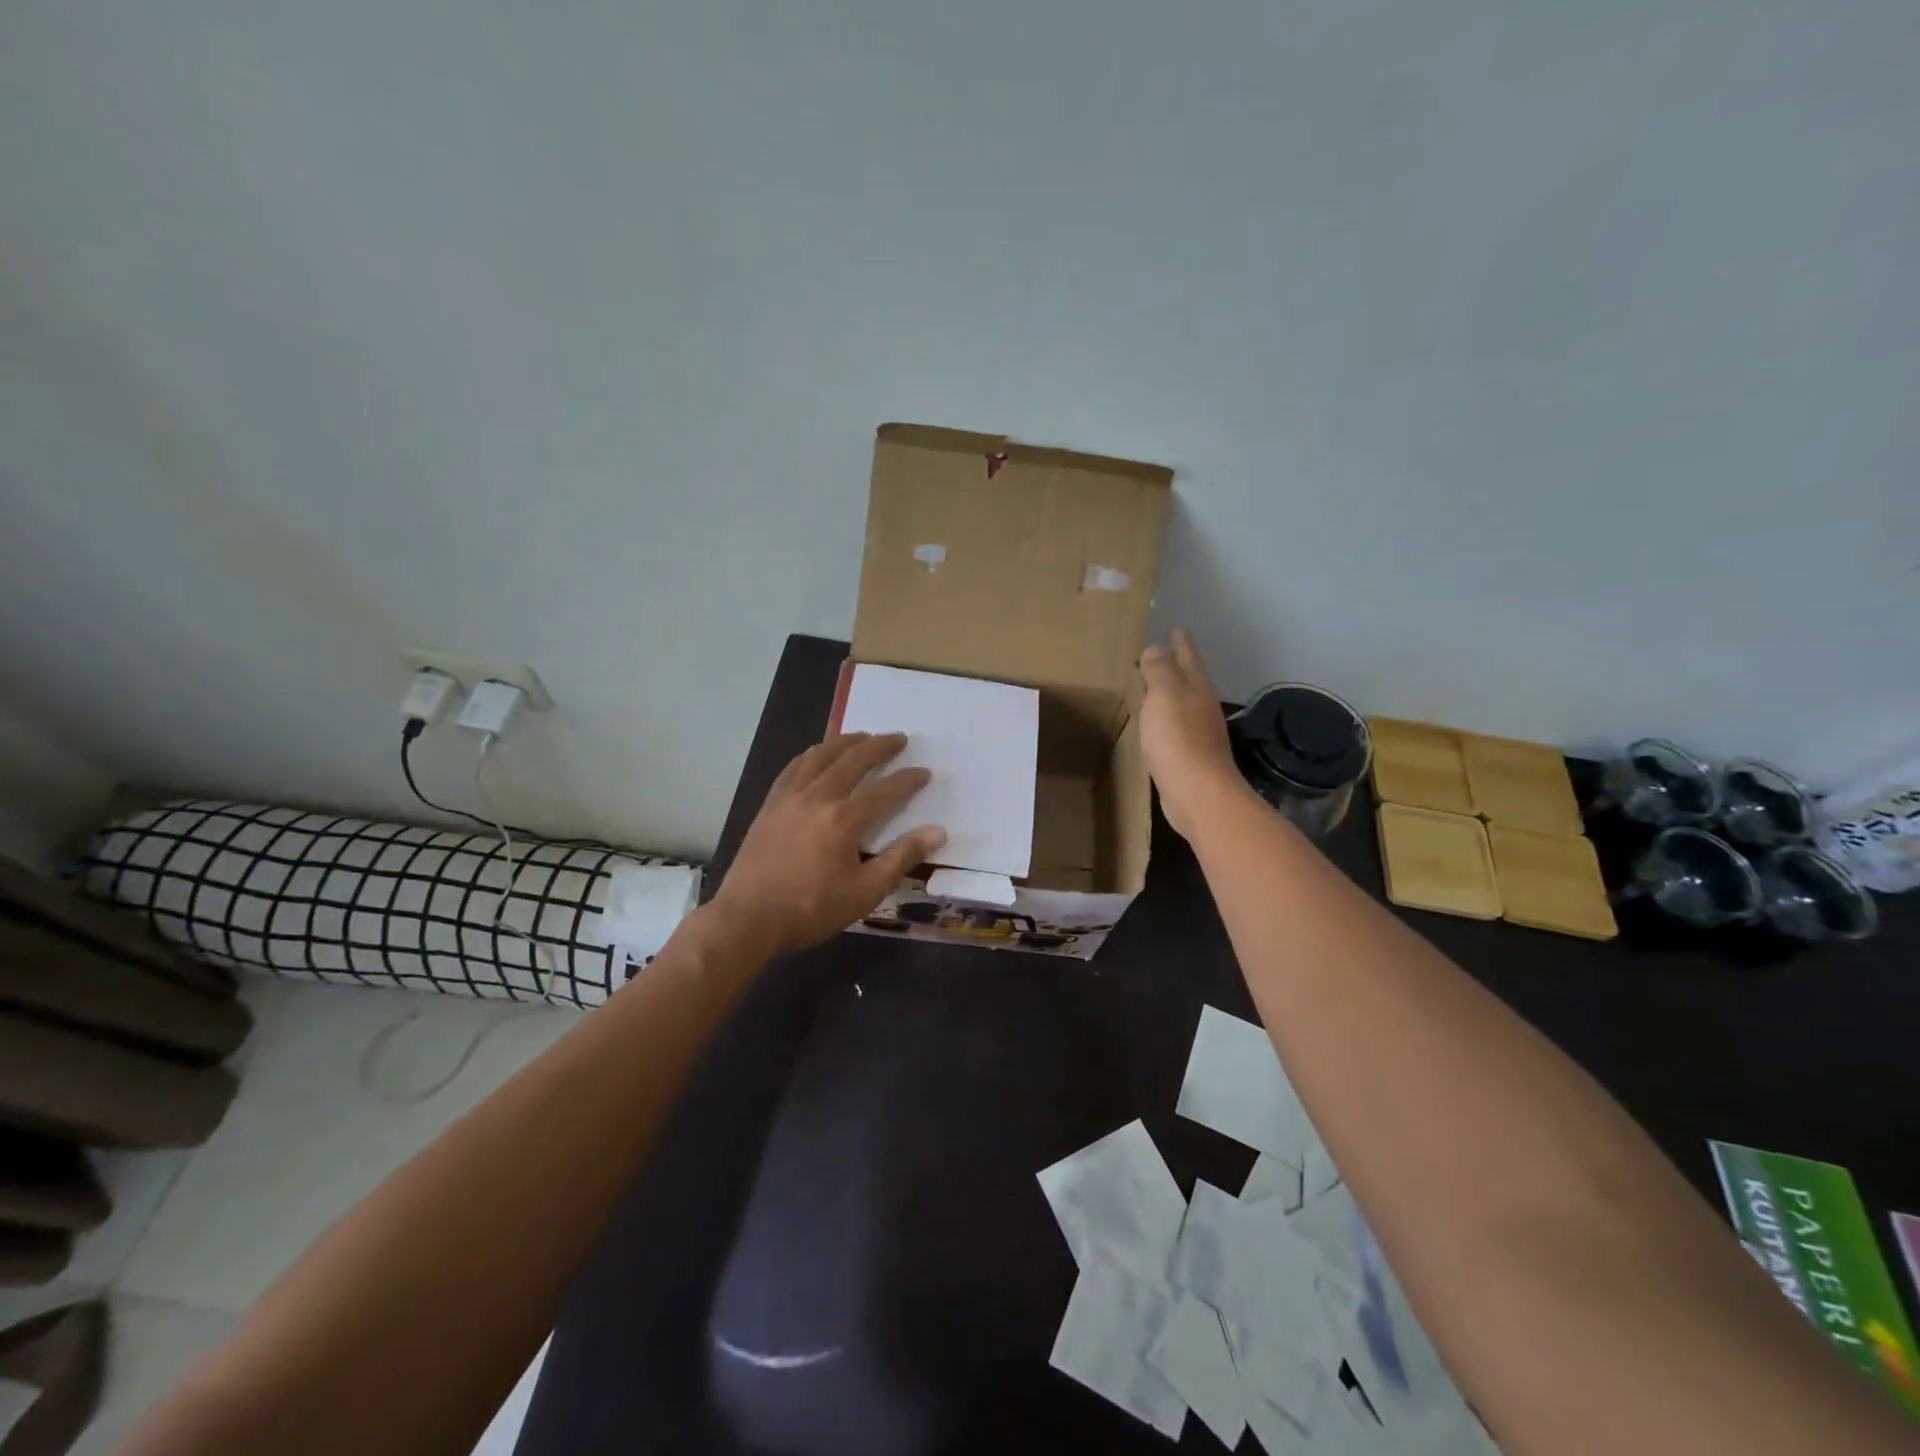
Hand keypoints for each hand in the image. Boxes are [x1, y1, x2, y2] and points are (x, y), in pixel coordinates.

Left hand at [710, 732, 946, 957]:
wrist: (747, 919)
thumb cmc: (810, 910)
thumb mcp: (865, 892)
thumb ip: (902, 858)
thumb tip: (937, 832)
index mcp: (844, 819)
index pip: (885, 790)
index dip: (908, 780)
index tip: (925, 772)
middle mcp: (817, 796)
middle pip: (853, 759)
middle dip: (879, 746)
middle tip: (898, 737)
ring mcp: (789, 796)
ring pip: (820, 755)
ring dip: (845, 741)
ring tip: (862, 736)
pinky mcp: (770, 804)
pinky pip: (794, 766)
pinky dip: (813, 754)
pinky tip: (818, 754)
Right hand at [1139, 629, 1250, 840]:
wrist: (1197, 792)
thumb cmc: (1178, 738)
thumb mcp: (1164, 694)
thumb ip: (1159, 670)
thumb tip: (1156, 650)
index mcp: (1196, 686)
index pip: (1187, 656)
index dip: (1180, 642)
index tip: (1175, 628)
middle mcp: (1202, 706)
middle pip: (1188, 679)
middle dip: (1175, 665)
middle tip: (1157, 654)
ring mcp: (1199, 732)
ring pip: (1182, 703)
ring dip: (1169, 694)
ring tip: (1150, 687)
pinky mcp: (1189, 756)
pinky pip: (1175, 728)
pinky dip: (1165, 719)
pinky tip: (1154, 725)